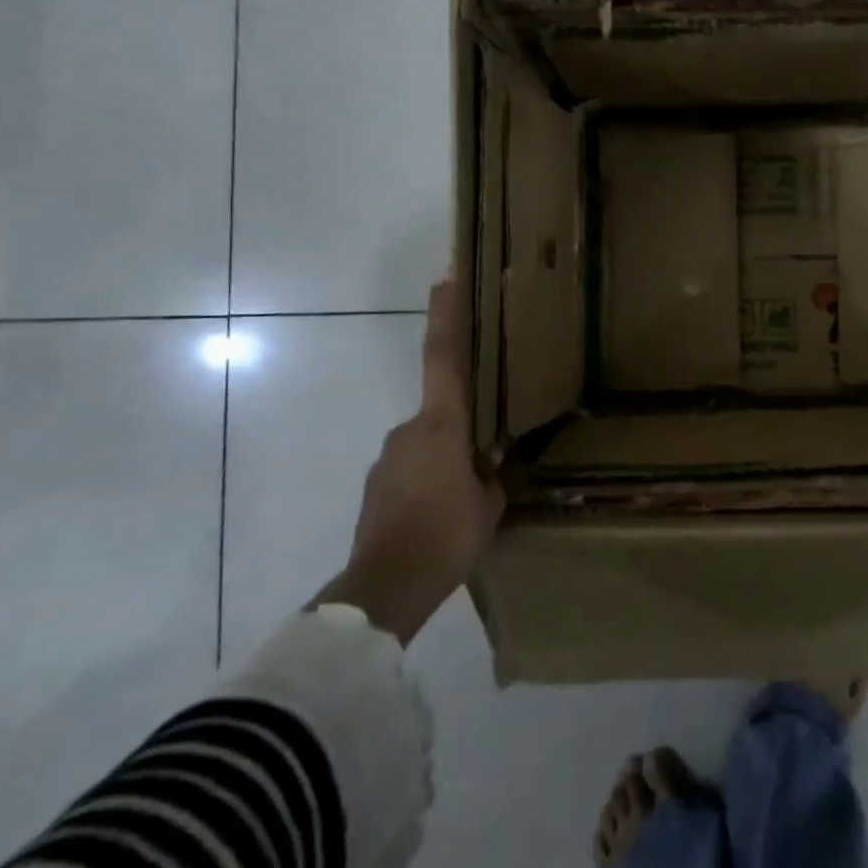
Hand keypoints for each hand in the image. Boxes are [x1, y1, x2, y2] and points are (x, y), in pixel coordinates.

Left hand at [318, 278, 505, 644]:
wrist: (384, 589)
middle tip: (488, 458)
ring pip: (429, 444)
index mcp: (442, 424)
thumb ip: (491, 470)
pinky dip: (430, 480)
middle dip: (466, 426)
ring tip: (467, 499)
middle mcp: (410, 430)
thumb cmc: (447, 535)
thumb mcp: (490, 501)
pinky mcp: (375, 486)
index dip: (446, 315)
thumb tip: (491, 457)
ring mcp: (387, 458)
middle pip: (443, 409)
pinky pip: (413, 469)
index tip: (446, 278)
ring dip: (448, 460)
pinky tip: (443, 514)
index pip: (443, 356)